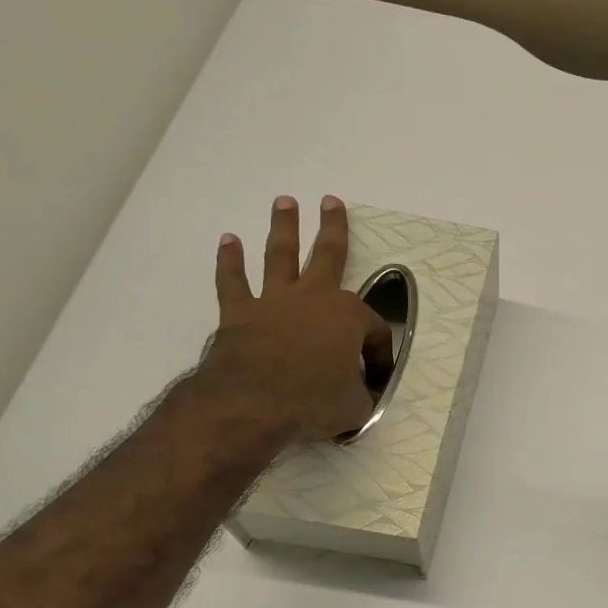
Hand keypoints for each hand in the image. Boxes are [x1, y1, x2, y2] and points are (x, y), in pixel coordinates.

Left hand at [205, 195, 392, 441]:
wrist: (254, 401)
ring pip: (282, 256)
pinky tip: (229, 241)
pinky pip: (234, 281)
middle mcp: (315, 298)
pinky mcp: (241, 312)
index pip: (374, 331)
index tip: (376, 379)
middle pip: (328, 254)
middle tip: (330, 202)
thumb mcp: (355, 406)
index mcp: (350, 317)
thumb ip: (362, 395)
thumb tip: (364, 397)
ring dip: (284, 228)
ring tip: (285, 203)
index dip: (379, 355)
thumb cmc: (314, 400)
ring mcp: (276, 301)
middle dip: (332, 227)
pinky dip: (230, 261)